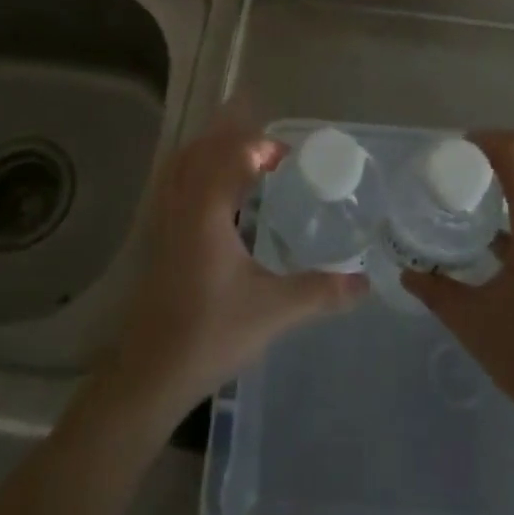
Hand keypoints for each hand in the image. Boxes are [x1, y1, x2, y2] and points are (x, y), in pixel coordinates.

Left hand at [105, 103, 366, 423]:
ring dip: (213, 153)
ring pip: (183, 165)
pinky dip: (196, 174)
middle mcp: (181, 205)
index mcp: (206, 209)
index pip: (232, 153)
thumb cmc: (210, 334)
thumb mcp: (272, 311)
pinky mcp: (157, 240)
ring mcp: (163, 221)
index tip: (290, 158)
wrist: (149, 375)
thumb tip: (364, 282)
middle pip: (204, 149)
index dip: (261, 145)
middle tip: (271, 154)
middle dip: (236, 139)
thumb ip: (320, 291)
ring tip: (245, 164)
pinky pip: (174, 185)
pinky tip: (218, 198)